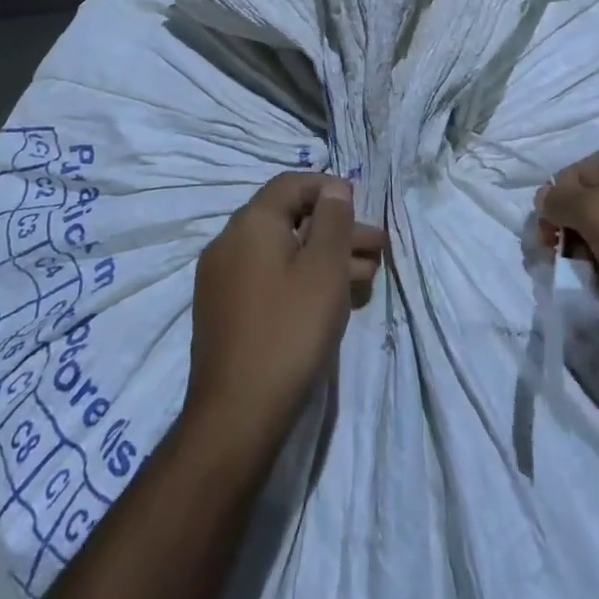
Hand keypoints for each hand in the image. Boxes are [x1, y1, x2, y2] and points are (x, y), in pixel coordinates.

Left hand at [185, 172, 384, 454]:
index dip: (329, 189)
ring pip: (282, 252)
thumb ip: (333, 221)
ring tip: (366, 278)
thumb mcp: (324, 269)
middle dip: (336, 230)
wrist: (236, 415)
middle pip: (289, 219)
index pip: (291, 184)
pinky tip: (332, 301)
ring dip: (324, 257)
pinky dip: (301, 279)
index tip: (361, 209)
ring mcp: (222, 279)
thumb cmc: (289, 330)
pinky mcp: (224, 311)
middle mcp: (229, 243)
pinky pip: (268, 278)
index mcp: (250, 223)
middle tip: (377, 249)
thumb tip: (334, 189)